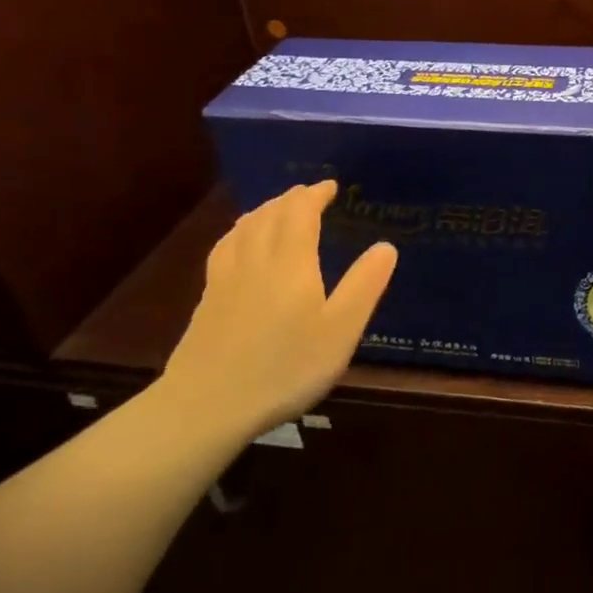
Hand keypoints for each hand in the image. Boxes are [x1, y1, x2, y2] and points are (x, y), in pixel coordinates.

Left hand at [157, 180, 397, 438]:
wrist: (206, 406)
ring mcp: (225, 280)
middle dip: (290, 198)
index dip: (314, 194)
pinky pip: (225, 248)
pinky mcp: (207, 300)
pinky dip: (238, 232)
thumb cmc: (285, 368)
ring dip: (263, 210)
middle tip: (308, 193)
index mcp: (291, 263)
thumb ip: (364, 286)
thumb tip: (386, 245)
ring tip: (276, 209)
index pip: (300, 213)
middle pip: (269, 215)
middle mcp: (256, 261)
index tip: (330, 186)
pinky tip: (238, 244)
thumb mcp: (340, 331)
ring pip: (243, 229)